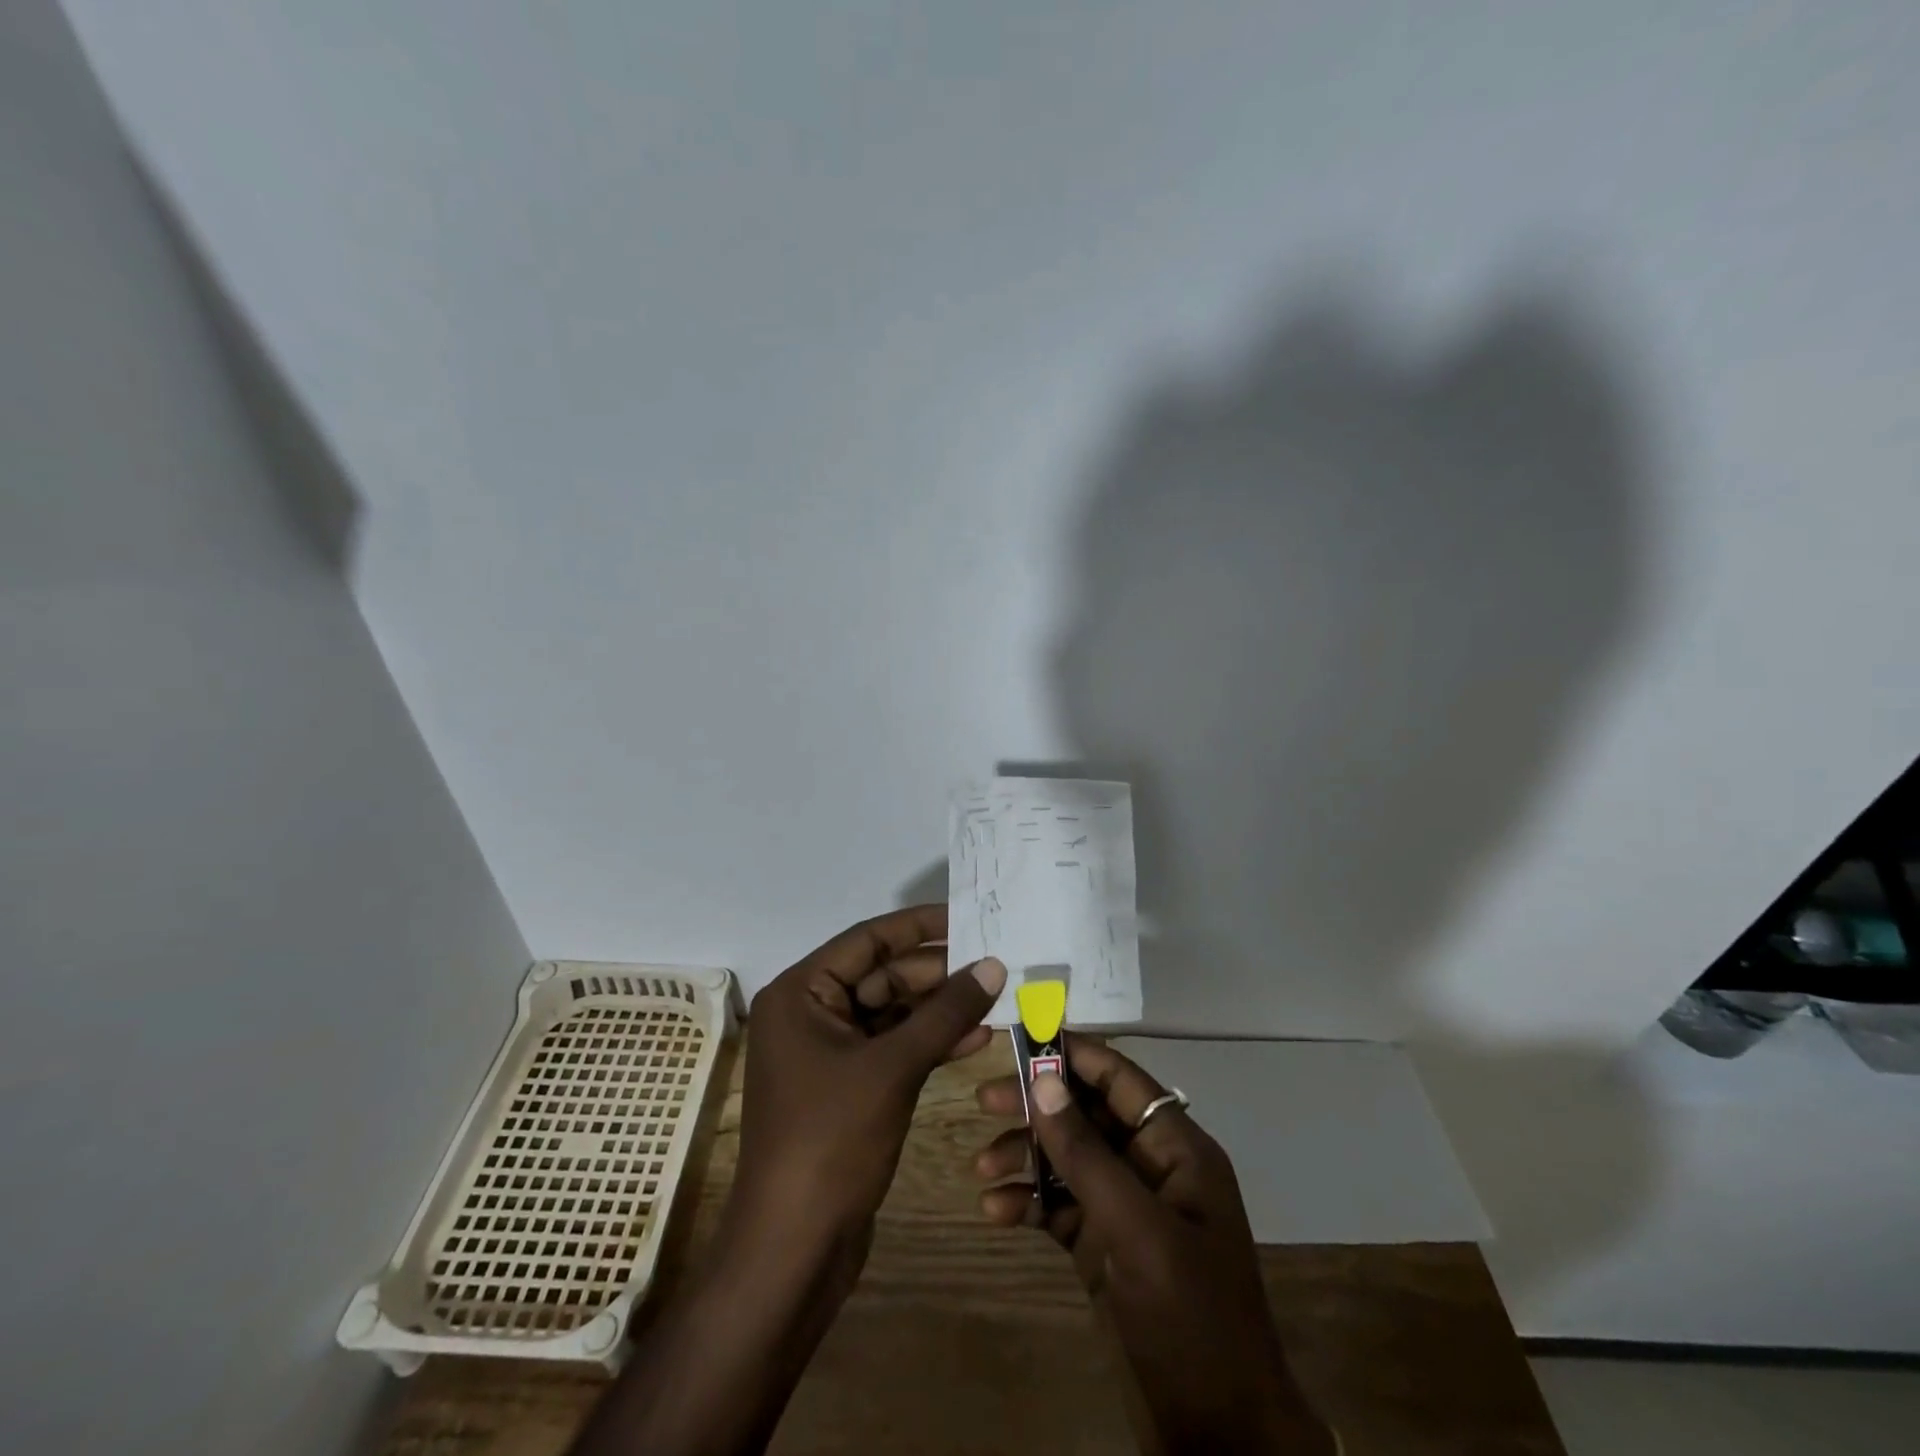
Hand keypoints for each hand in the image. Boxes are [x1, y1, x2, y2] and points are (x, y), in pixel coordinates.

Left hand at [734, 904, 1005, 1250]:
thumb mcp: (893, 1067)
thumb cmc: (832, 1141)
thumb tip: (994, 964)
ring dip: (939, 1009)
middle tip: (994, 964)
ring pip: (892, 1013)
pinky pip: (893, 1048)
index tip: (970, 916)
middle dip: (937, 973)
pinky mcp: (848, 1086)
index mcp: (801, 993)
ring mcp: (829, 1052)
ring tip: (995, 999)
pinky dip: (929, 1042)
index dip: (920, 926)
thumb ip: (945, 1012)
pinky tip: (975, 1039)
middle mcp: (810, 1013)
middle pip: (882, 976)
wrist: (795, 1248)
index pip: (867, 940)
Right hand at [974, 1037, 1332, 1455]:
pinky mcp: (1104, 1248)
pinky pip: (1059, 1206)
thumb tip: (1045, 1081)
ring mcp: (1125, 1208)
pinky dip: (1027, 1204)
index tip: (1020, 1036)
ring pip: (1067, 1159)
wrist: (1220, 1439)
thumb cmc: (1191, 1320)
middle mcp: (1149, 1167)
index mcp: (1176, 1148)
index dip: (1072, 1053)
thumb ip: (1088, 1155)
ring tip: (981, 1168)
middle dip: (1037, 1105)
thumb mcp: (1139, 1232)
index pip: (1119, 1078)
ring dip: (1025, 1157)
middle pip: (1086, 1114)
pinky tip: (995, 1213)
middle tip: (984, 1100)